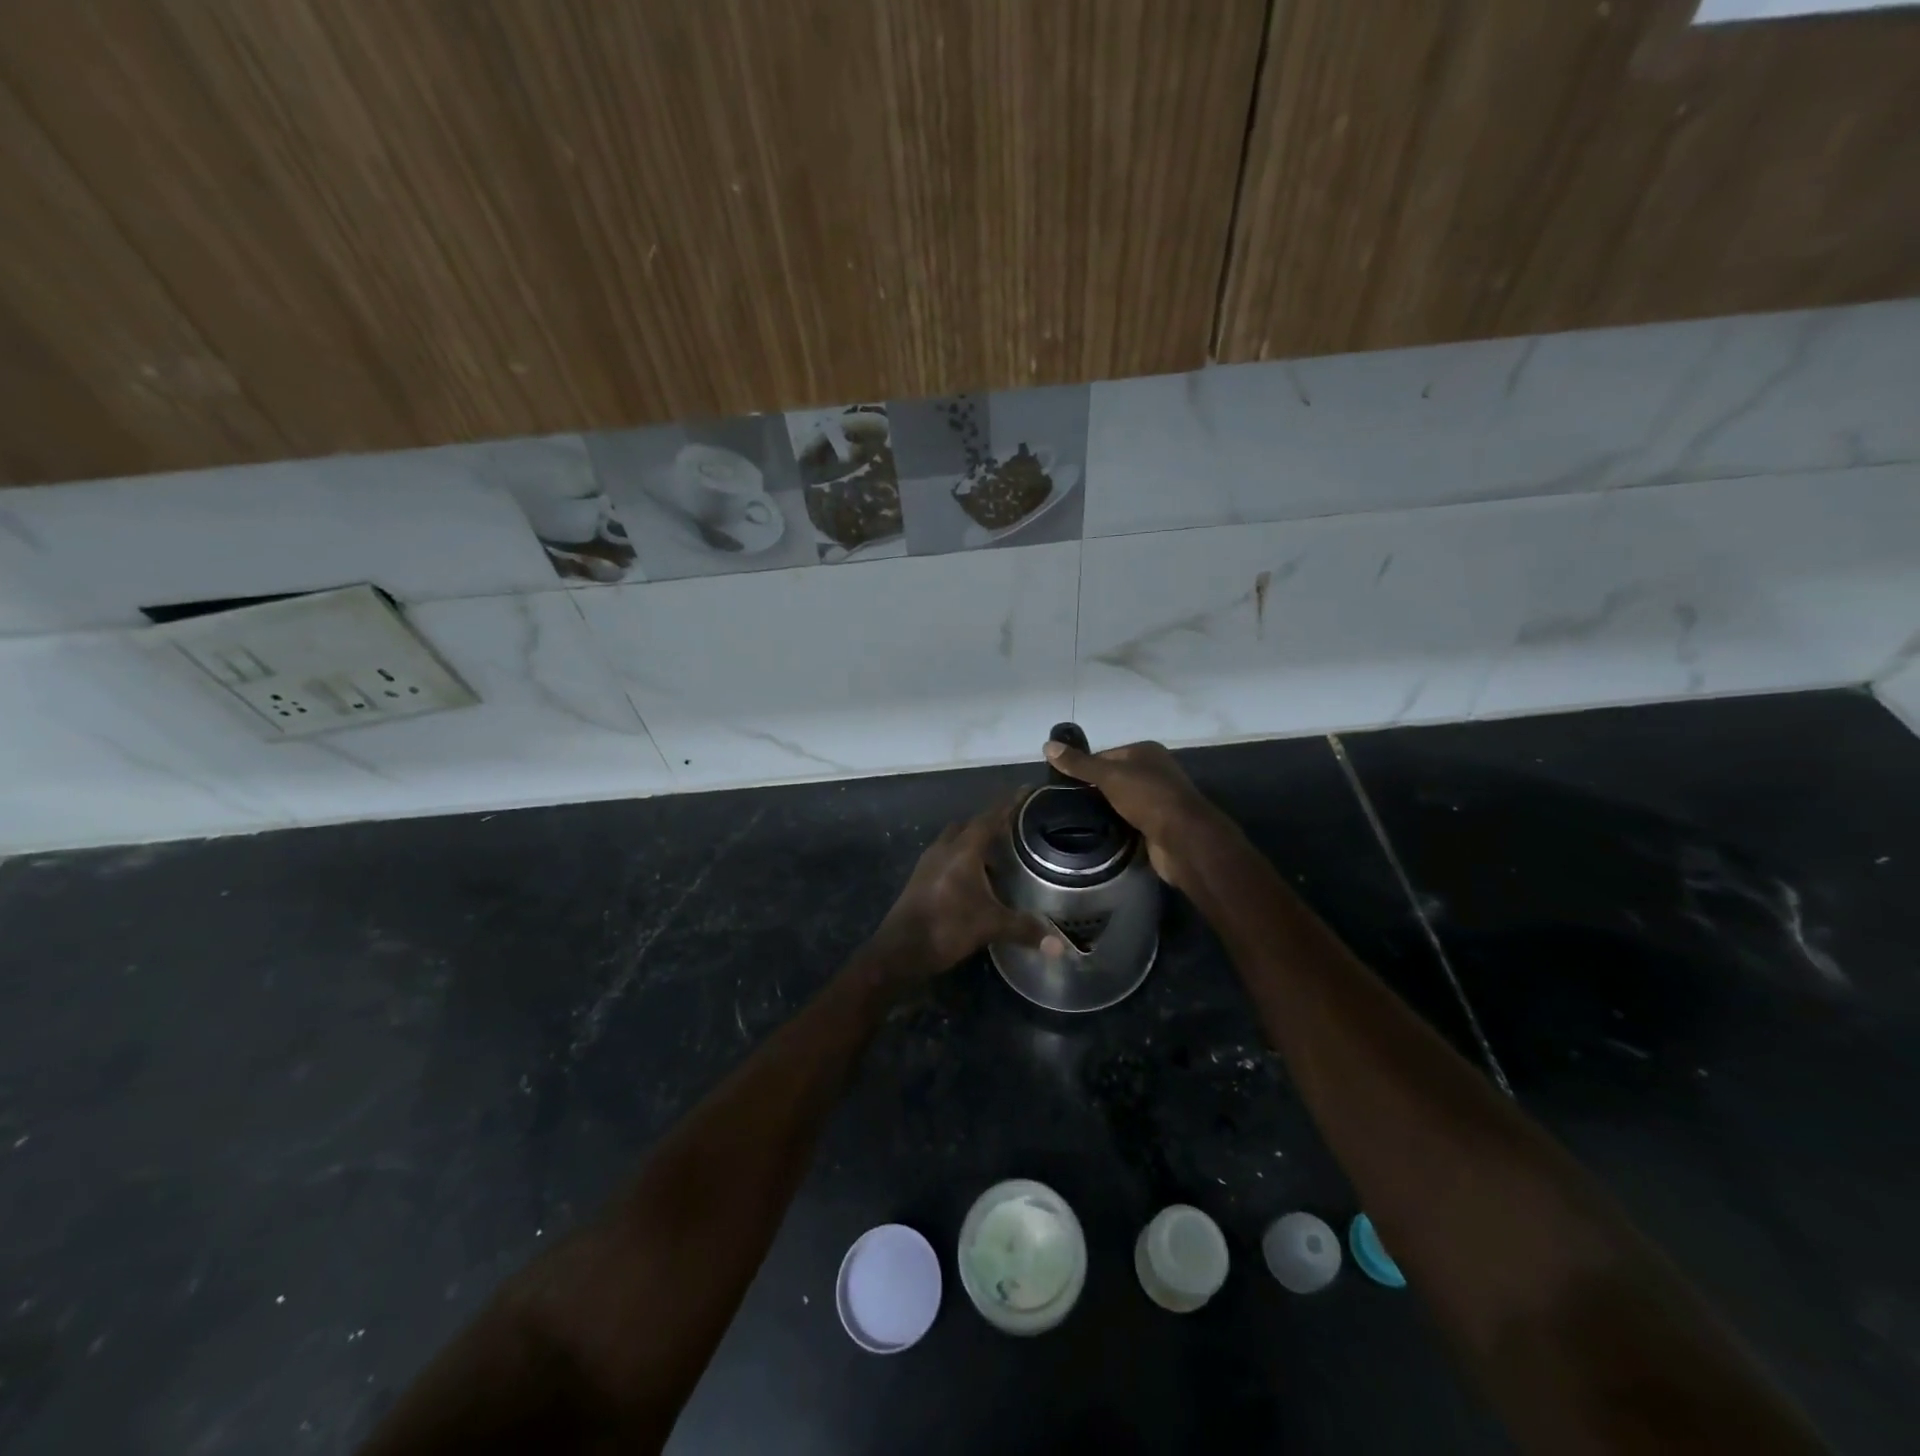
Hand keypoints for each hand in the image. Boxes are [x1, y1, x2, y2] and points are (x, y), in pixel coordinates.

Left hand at [871, 798, 1064, 975]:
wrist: (899, 950)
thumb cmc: (946, 928)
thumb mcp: (990, 926)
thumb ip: (1025, 929)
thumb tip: (1060, 946)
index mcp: (962, 850)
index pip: (989, 817)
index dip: (1009, 804)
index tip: (1026, 790)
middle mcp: (944, 849)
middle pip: (970, 825)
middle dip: (991, 823)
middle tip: (1015, 828)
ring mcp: (928, 863)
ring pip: (955, 841)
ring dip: (974, 843)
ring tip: (999, 856)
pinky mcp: (920, 878)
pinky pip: (946, 857)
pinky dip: (963, 859)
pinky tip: (976, 879)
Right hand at [1042, 738, 1220, 890]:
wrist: (1182, 839)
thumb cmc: (1147, 797)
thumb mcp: (1109, 776)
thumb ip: (1079, 764)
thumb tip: (1047, 746)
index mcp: (1146, 752)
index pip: (1105, 755)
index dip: (1084, 767)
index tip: (1062, 783)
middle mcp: (1154, 771)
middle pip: (1113, 777)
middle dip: (1093, 790)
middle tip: (1066, 803)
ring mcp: (1157, 799)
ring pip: (1121, 800)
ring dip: (1104, 809)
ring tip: (1076, 818)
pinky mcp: (1157, 824)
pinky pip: (1129, 820)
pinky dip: (1116, 824)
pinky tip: (1098, 831)